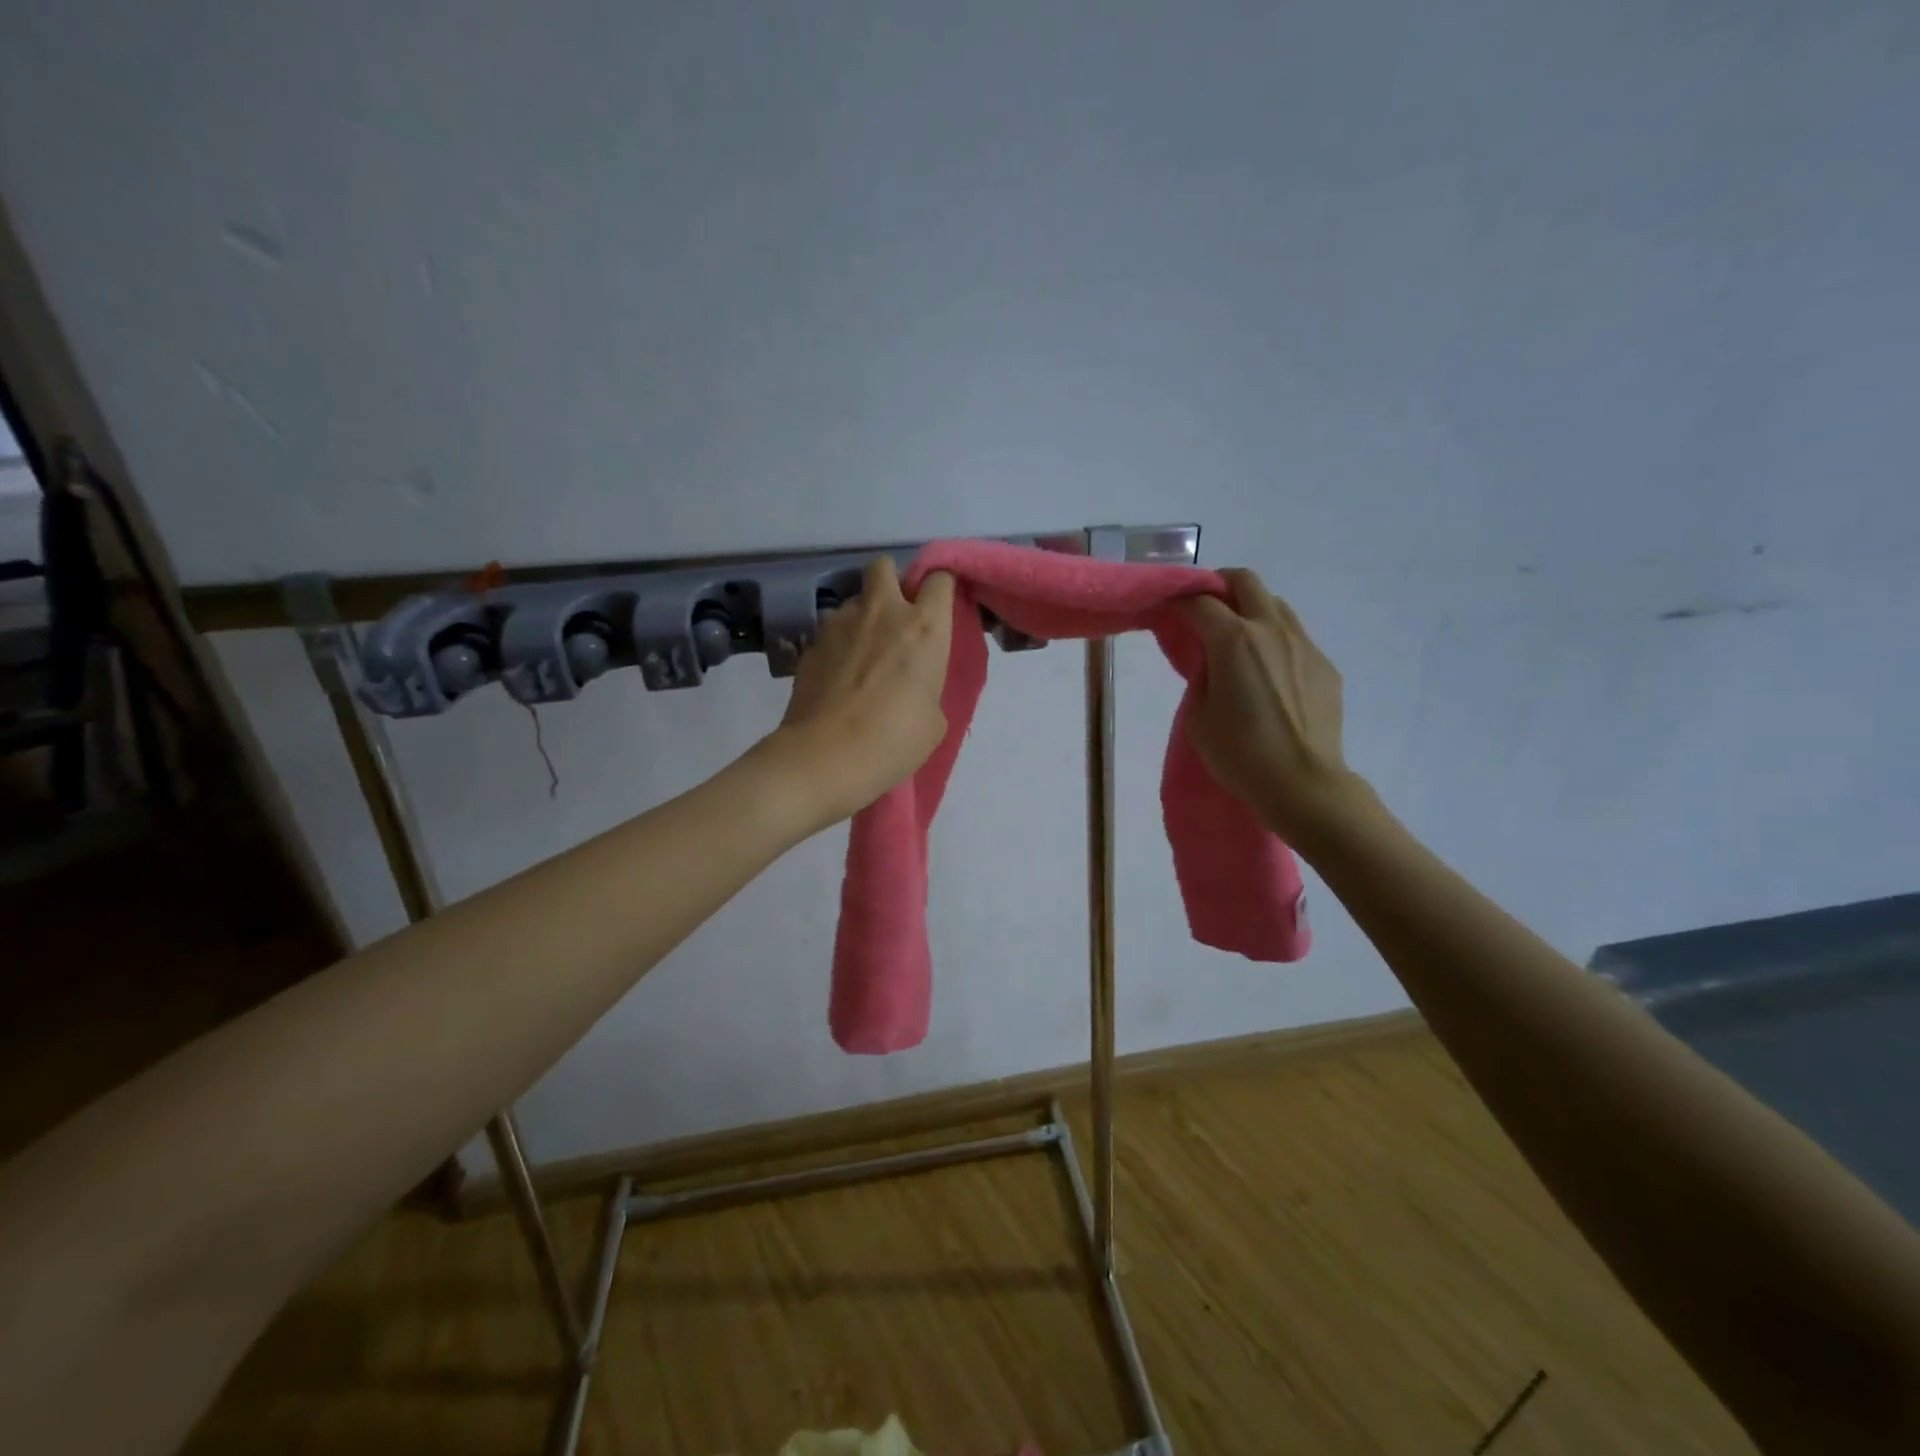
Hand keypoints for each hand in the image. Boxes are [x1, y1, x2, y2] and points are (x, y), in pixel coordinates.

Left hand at [771, 555, 955, 826]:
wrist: (823, 757)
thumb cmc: (892, 741)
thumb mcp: (932, 720)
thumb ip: (927, 685)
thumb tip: (909, 679)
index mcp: (924, 627)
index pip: (939, 578)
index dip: (939, 589)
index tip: (939, 608)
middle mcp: (883, 612)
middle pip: (885, 566)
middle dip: (892, 581)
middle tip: (896, 616)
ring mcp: (840, 624)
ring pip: (854, 600)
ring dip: (862, 616)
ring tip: (862, 654)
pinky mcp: (811, 643)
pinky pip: (831, 630)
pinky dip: (839, 643)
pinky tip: (839, 676)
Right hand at [1177, 569, 1358, 839]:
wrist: (1303, 784)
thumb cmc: (1240, 754)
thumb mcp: (1198, 715)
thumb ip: (1201, 676)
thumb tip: (1211, 660)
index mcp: (1234, 641)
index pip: (1199, 602)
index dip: (1178, 601)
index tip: (1167, 610)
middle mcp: (1271, 630)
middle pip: (1245, 581)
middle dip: (1219, 584)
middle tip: (1204, 606)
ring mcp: (1304, 645)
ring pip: (1275, 604)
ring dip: (1251, 609)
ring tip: (1237, 638)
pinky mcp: (1324, 665)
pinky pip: (1295, 637)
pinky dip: (1274, 640)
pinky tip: (1268, 672)